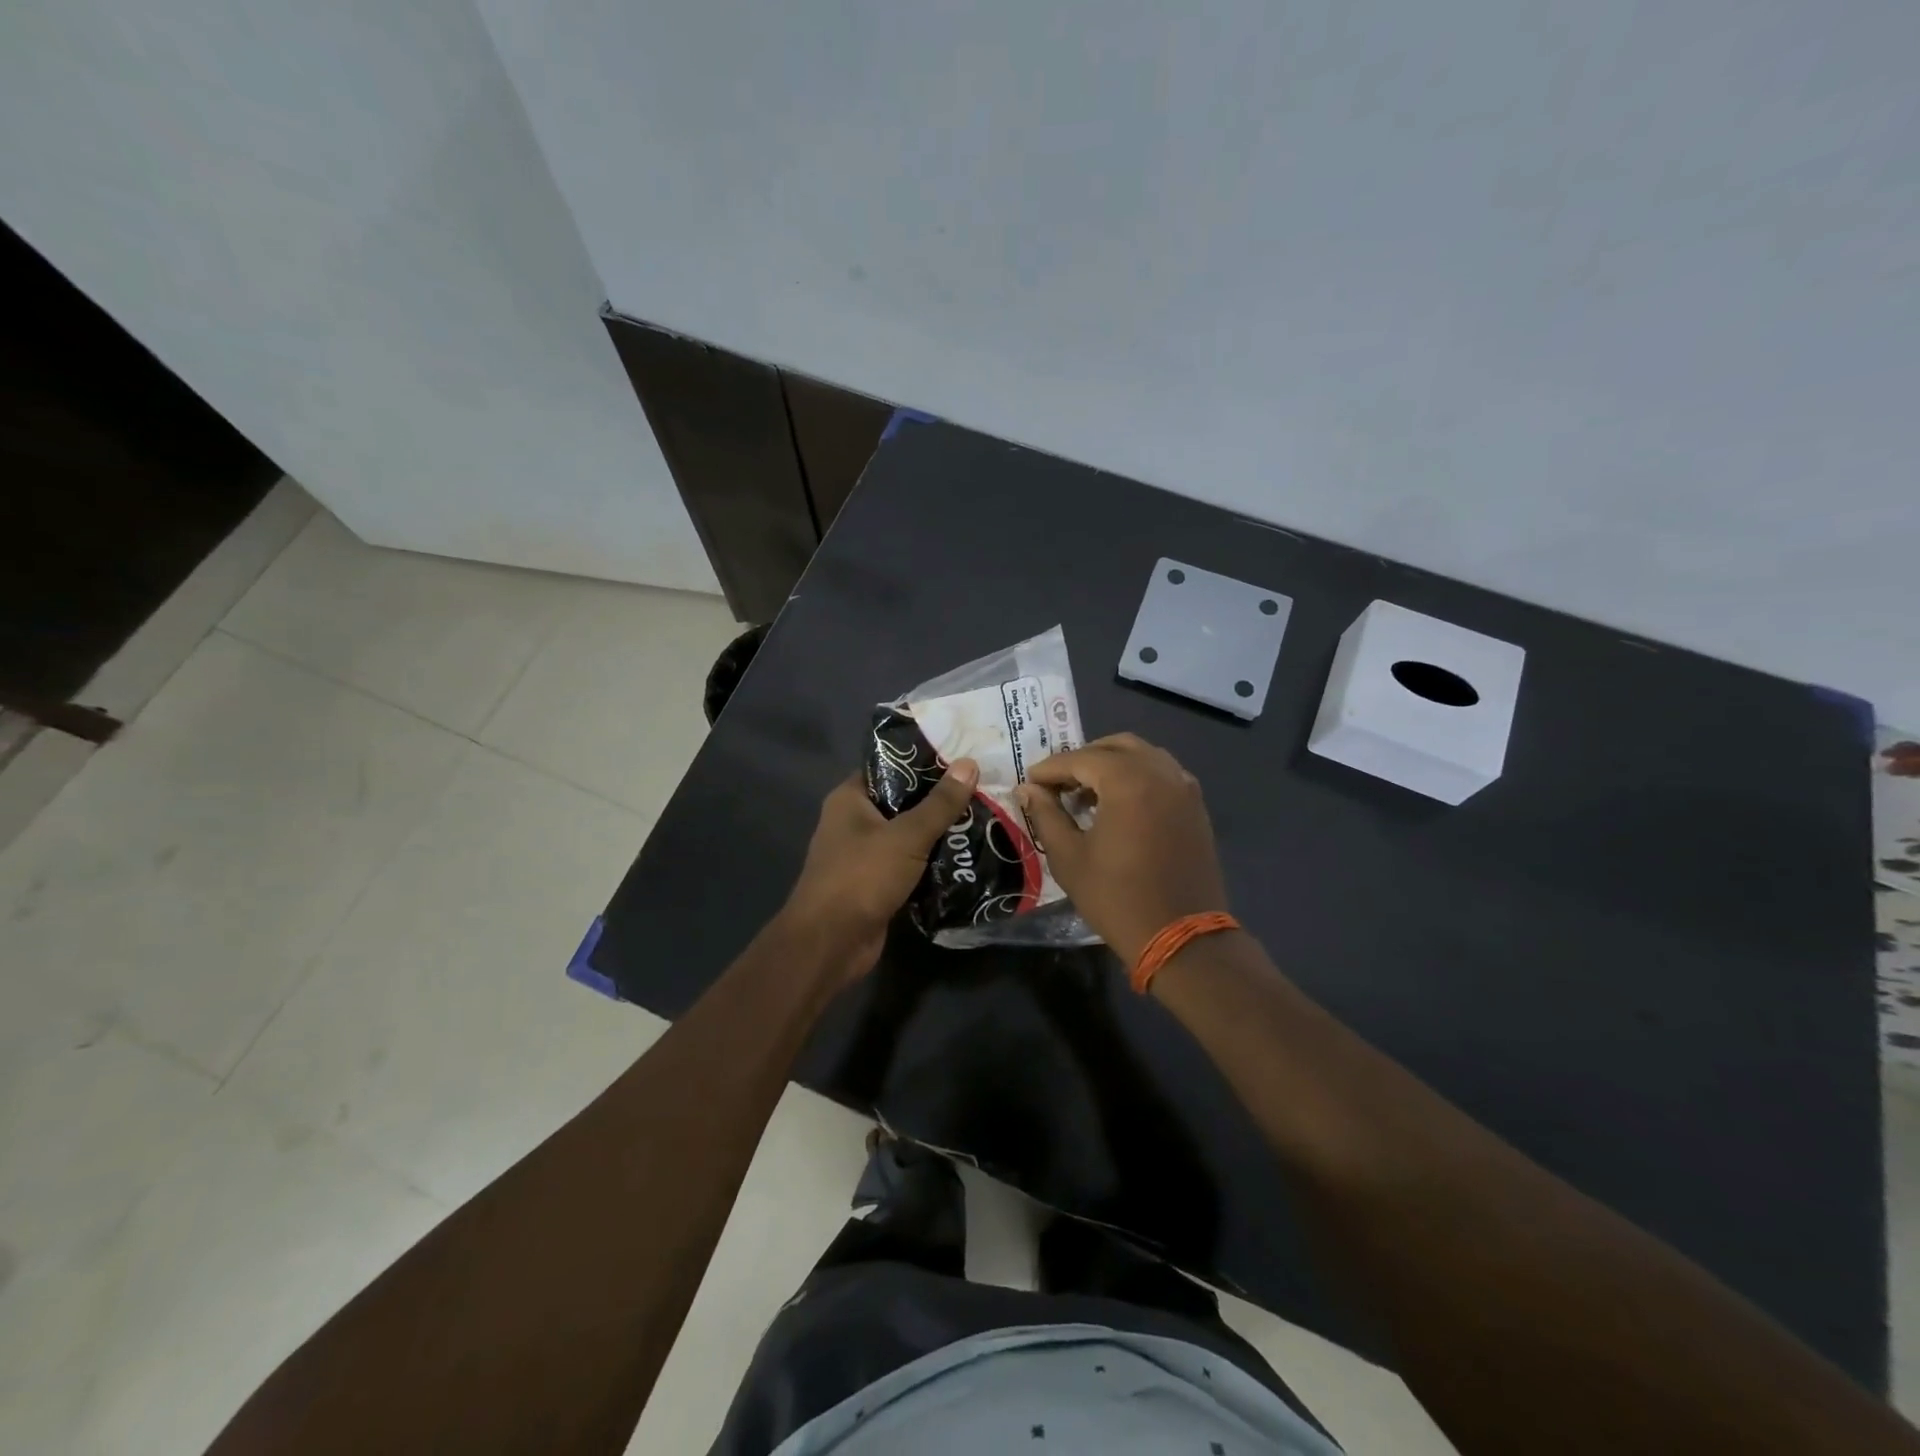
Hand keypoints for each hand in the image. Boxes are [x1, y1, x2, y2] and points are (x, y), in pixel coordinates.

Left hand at [781, 759, 979, 980]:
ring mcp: (864, 855)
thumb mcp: (907, 835)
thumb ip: (940, 803)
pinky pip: (910, 864)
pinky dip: (932, 862)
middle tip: (983, 789)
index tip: (963, 758)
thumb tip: (970, 764)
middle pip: (903, 801)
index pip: (890, 767)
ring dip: (940, 833)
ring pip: (909, 835)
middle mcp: (854, 822)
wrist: (831, 943)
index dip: (925, 762)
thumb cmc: (862, 876)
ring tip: (983, 819)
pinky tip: (967, 856)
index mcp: (850, 798)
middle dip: (940, 800)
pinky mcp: (877, 883)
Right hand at [1018, 734, 1228, 964]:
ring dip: (1111, 764)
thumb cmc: (1117, 898)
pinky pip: (1162, 774)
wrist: (1181, 937)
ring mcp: (1184, 787)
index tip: (1029, 782)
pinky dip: (1137, 776)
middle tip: (1057, 784)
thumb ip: (1046, 815)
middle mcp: (1160, 772)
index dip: (1050, 769)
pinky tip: (1119, 804)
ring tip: (1086, 794)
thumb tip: (1028, 790)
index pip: (1080, 759)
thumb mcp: (1069, 857)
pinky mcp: (1196, 806)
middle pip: (1115, 746)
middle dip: (1082, 759)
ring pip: (1142, 755)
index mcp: (1128, 780)